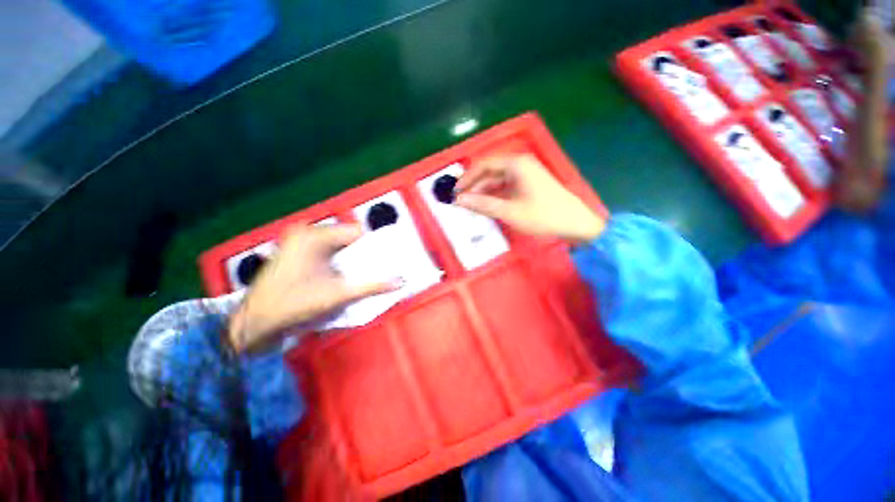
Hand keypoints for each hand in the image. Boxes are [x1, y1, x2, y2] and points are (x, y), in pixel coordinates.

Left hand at [228, 224, 395, 352]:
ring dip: (348, 258)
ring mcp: (296, 241)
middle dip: (361, 253)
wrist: (254, 325)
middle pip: (346, 238)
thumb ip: (373, 286)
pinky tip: (338, 275)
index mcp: (315, 236)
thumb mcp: (339, 295)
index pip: (357, 232)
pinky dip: (335, 261)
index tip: (385, 260)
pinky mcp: (292, 251)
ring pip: (336, 245)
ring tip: (357, 274)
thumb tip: (401, 282)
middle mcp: (305, 232)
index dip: (373, 246)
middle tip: (373, 269)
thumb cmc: (295, 306)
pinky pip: (324, 250)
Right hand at [454, 154, 605, 242]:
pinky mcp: (529, 185)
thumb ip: (482, 204)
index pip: (484, 165)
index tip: (455, 192)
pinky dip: (495, 195)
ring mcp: (526, 174)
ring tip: (470, 205)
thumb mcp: (509, 211)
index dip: (467, 178)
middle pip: (490, 172)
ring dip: (484, 192)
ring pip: (498, 180)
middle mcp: (520, 165)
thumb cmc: (542, 216)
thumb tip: (459, 200)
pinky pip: (506, 187)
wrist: (575, 224)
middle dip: (475, 186)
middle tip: (460, 201)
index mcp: (516, 164)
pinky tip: (487, 206)